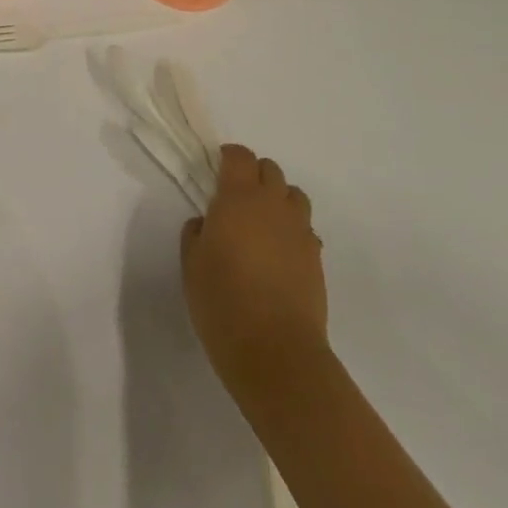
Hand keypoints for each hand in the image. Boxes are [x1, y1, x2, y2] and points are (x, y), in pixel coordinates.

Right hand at [181, 144, 328, 402]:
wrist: (275, 351)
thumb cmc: (222, 301)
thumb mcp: (191, 264)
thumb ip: (196, 233)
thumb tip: (207, 223)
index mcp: (238, 198)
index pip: (239, 156)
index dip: (228, 156)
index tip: (217, 168)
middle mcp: (273, 205)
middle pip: (270, 170)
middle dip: (254, 174)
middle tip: (236, 197)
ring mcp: (300, 231)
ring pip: (294, 196)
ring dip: (277, 199)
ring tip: (261, 223)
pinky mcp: (316, 259)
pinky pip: (305, 229)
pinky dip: (292, 230)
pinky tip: (278, 254)